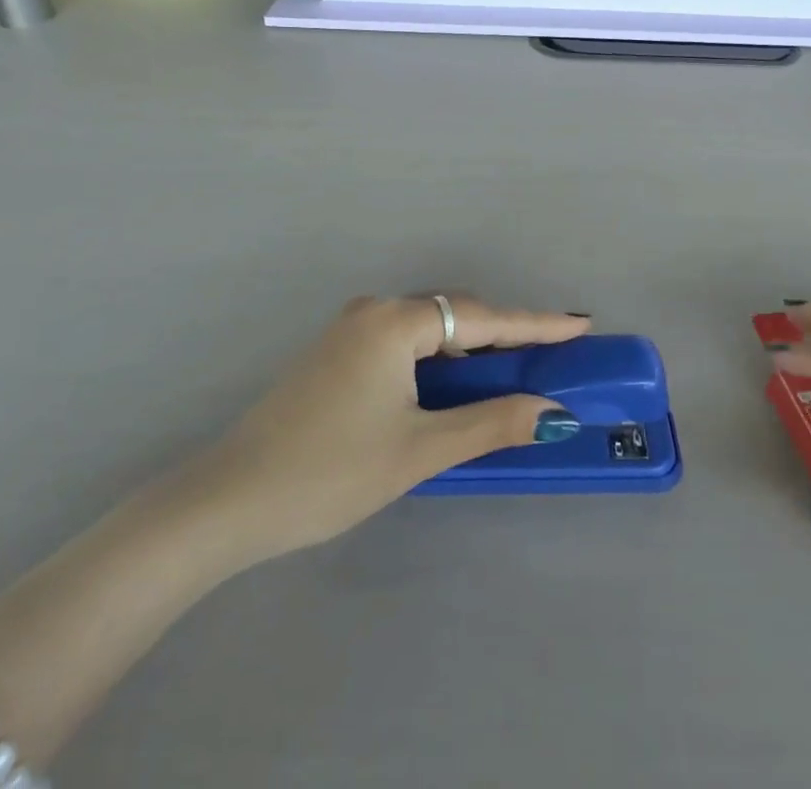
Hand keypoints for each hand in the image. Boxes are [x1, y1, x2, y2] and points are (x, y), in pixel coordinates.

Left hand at [187, 295, 590, 569]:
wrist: (230, 499)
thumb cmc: (332, 471)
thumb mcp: (420, 449)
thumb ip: (491, 423)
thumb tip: (553, 412)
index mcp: (396, 322)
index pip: (484, 318)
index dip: (535, 325)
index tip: (580, 324)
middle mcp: (374, 311)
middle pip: (456, 315)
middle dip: (503, 335)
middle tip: (549, 355)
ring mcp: (350, 330)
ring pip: (428, 329)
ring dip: (470, 349)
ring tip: (509, 373)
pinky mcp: (335, 353)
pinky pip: (403, 343)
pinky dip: (437, 359)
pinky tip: (450, 385)